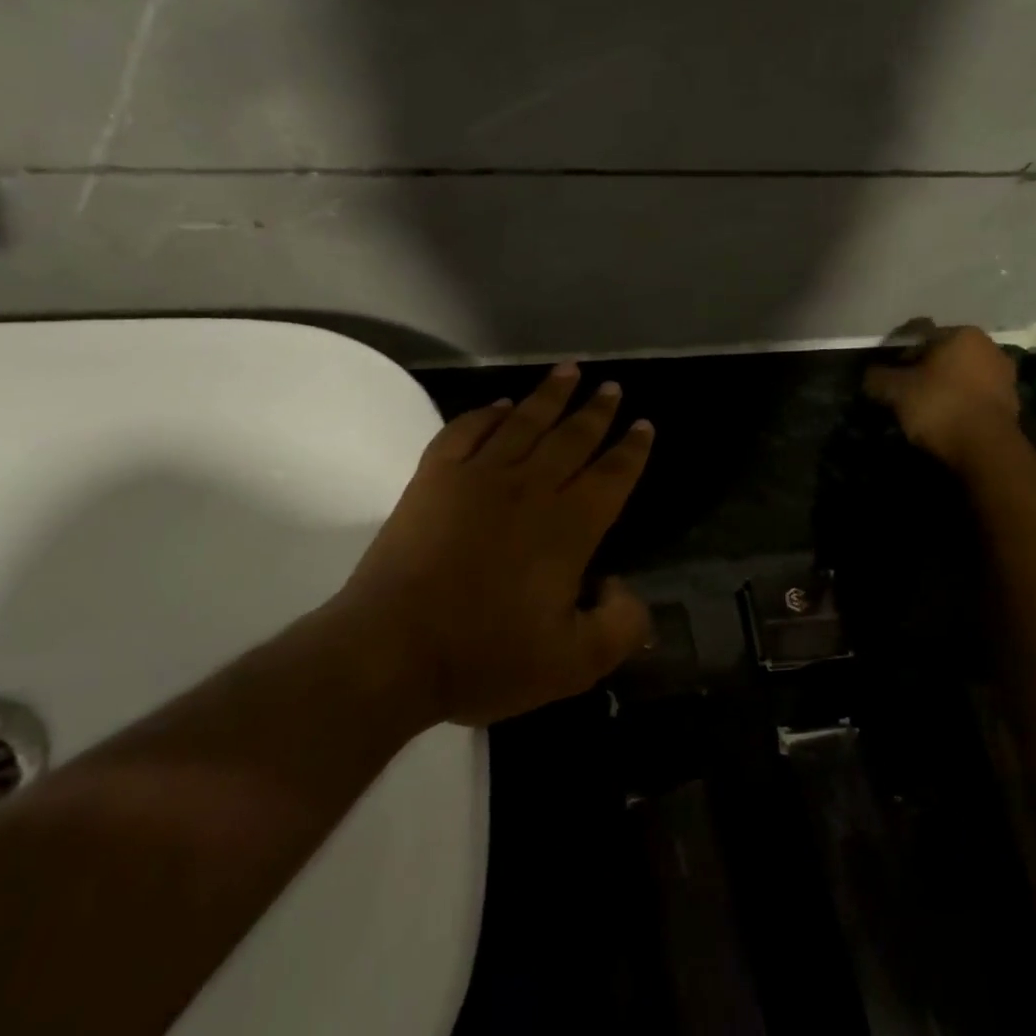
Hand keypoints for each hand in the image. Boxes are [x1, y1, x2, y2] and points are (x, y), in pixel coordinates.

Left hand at [328, 364, 655, 726]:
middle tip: (611, 385)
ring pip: (524, 422)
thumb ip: (619, 626)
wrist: (391, 650)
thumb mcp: (574, 664)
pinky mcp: (434, 480)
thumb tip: (622, 587)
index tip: (643, 424)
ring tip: (568, 371)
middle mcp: (529, 489)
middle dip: (596, 411)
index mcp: (568, 527)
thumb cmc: (486, 657)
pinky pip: (466, 431)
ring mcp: (477, 478)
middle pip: (572, 438)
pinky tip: (500, 405)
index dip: (632, 450)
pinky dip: (487, 413)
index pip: (612, 476)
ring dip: (549, 395)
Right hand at [864, 325, 1020, 470]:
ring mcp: (1004, 374)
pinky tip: (947, 419)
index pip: (919, 336)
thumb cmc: (939, 406)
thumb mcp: (895, 391)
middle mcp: (988, 345)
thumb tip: (870, 374)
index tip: (887, 377)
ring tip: (924, 409)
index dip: (898, 356)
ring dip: (943, 386)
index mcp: (961, 333)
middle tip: (904, 393)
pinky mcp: (1011, 401)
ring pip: (961, 375)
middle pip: (943, 355)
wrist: (986, 448)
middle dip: (923, 370)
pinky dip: (960, 402)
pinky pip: (975, 395)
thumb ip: (877, 377)